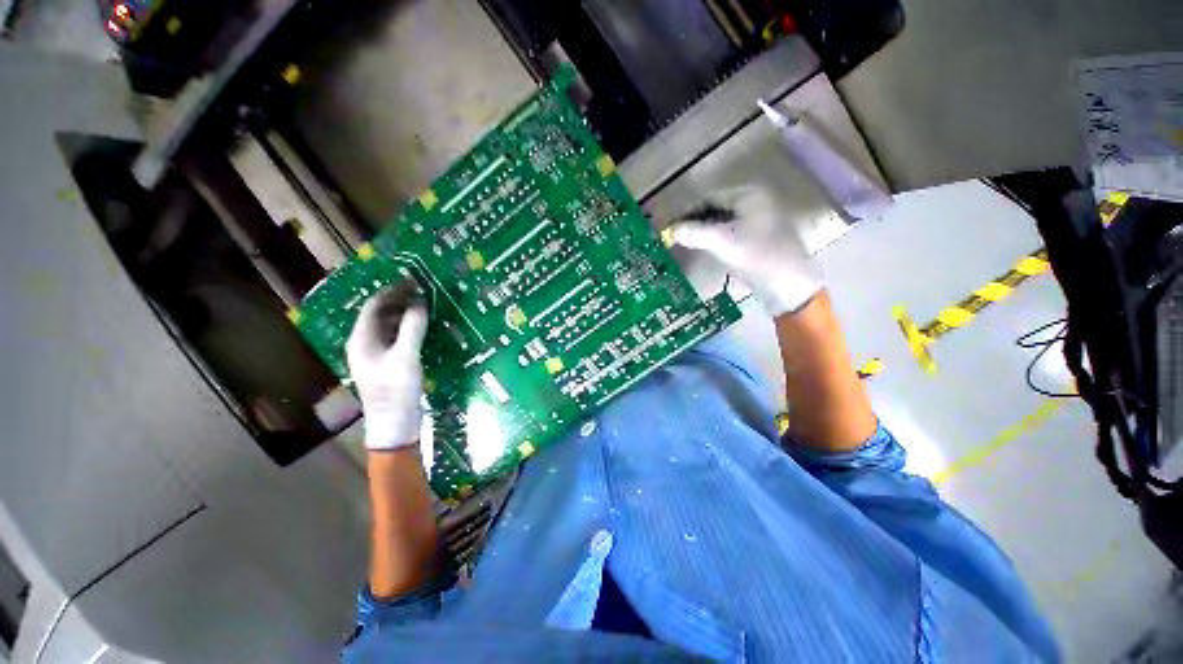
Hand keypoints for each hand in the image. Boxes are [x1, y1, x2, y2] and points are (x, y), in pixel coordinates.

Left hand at [346, 281, 428, 450]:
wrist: (394, 423)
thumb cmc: (397, 389)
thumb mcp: (407, 356)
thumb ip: (413, 327)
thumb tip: (420, 303)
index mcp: (361, 339)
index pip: (373, 306)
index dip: (392, 292)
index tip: (413, 282)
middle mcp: (364, 344)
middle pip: (379, 315)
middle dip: (399, 301)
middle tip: (422, 292)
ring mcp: (374, 355)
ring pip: (387, 326)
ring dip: (404, 315)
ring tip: (424, 306)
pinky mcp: (386, 364)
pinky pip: (395, 338)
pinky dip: (407, 329)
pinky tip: (422, 328)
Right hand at [669, 186, 821, 315]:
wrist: (788, 284)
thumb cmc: (757, 256)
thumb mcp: (723, 242)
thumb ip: (695, 233)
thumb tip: (671, 230)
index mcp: (749, 195)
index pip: (710, 197)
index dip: (689, 211)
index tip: (672, 225)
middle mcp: (756, 201)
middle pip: (717, 208)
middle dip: (696, 221)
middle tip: (677, 235)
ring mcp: (760, 218)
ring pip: (723, 220)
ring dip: (705, 230)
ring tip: (688, 242)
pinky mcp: (760, 236)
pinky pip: (731, 231)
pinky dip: (716, 237)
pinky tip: (706, 247)